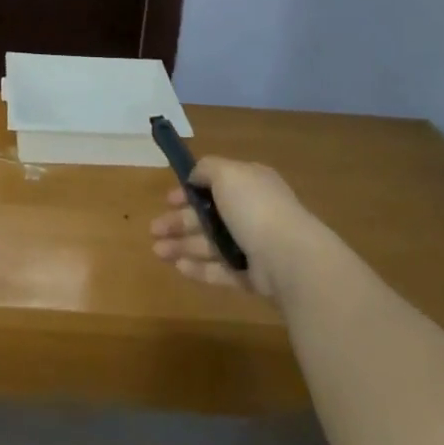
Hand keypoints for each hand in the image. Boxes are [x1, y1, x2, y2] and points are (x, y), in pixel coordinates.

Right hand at [150, 157, 311, 296]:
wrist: (290, 257)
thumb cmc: (255, 207)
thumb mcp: (227, 173)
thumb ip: (206, 169)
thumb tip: (194, 176)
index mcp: (250, 184)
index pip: (215, 184)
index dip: (189, 190)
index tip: (167, 200)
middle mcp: (252, 212)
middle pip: (209, 216)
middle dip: (179, 221)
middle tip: (153, 230)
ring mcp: (253, 245)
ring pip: (211, 244)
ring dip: (182, 245)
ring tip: (157, 251)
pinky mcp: (252, 275)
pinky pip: (221, 270)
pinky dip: (200, 268)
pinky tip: (178, 268)